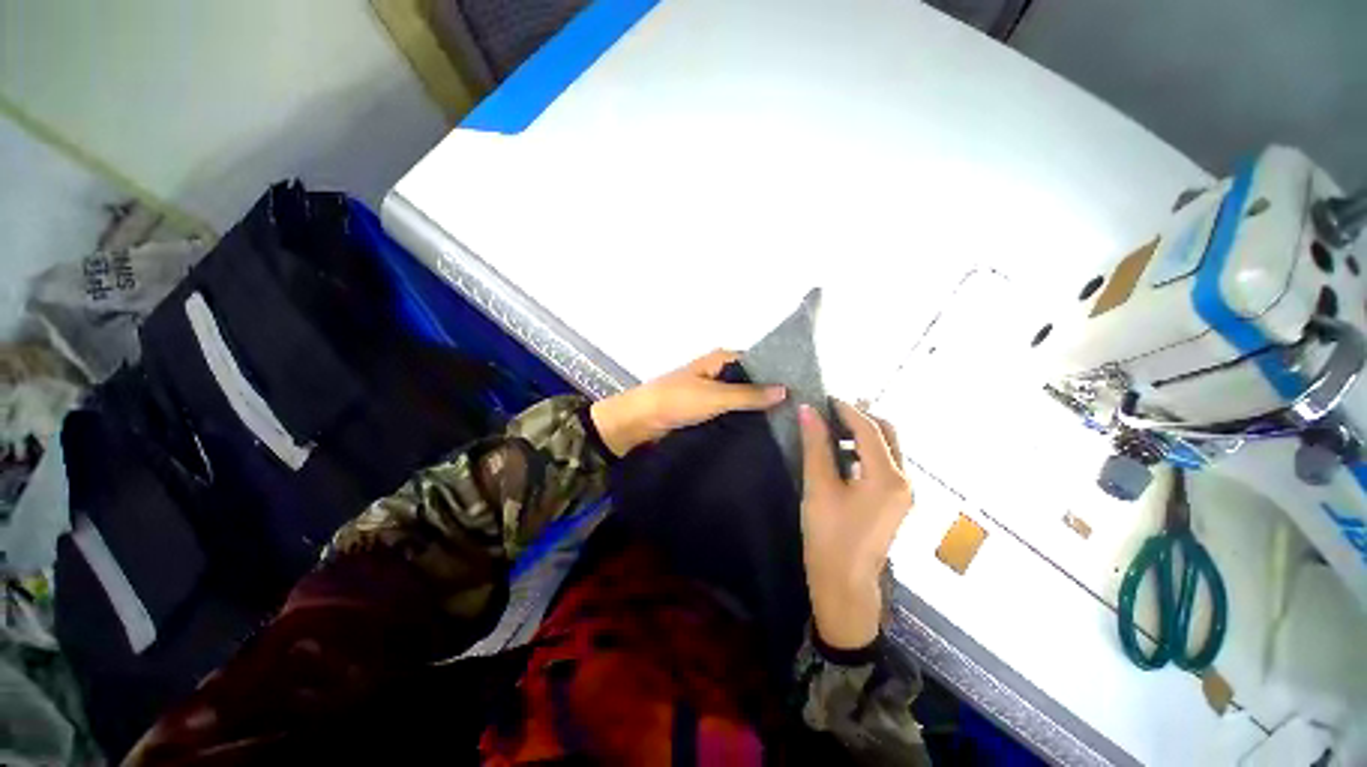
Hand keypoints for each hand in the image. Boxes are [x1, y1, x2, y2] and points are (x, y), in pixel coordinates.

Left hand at [589, 350, 785, 456]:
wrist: (639, 421)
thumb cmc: (676, 401)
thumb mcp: (715, 396)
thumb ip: (749, 394)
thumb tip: (786, 390)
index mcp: (719, 359)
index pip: (757, 361)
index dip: (776, 373)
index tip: (801, 389)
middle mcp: (717, 371)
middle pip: (749, 379)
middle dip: (769, 392)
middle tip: (798, 410)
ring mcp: (710, 391)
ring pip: (740, 396)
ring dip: (756, 407)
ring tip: (787, 421)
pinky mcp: (704, 409)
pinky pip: (729, 410)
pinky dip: (742, 417)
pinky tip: (761, 429)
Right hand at [799, 401, 912, 649]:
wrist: (843, 583)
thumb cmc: (828, 535)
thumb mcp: (818, 486)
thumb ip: (815, 445)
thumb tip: (808, 410)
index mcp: (887, 477)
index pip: (869, 429)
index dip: (846, 409)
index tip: (823, 397)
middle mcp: (904, 480)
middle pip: (888, 433)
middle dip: (860, 417)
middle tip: (828, 412)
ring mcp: (903, 492)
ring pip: (888, 447)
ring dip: (863, 433)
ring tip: (831, 429)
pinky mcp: (895, 501)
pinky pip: (885, 463)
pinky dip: (865, 450)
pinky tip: (842, 454)